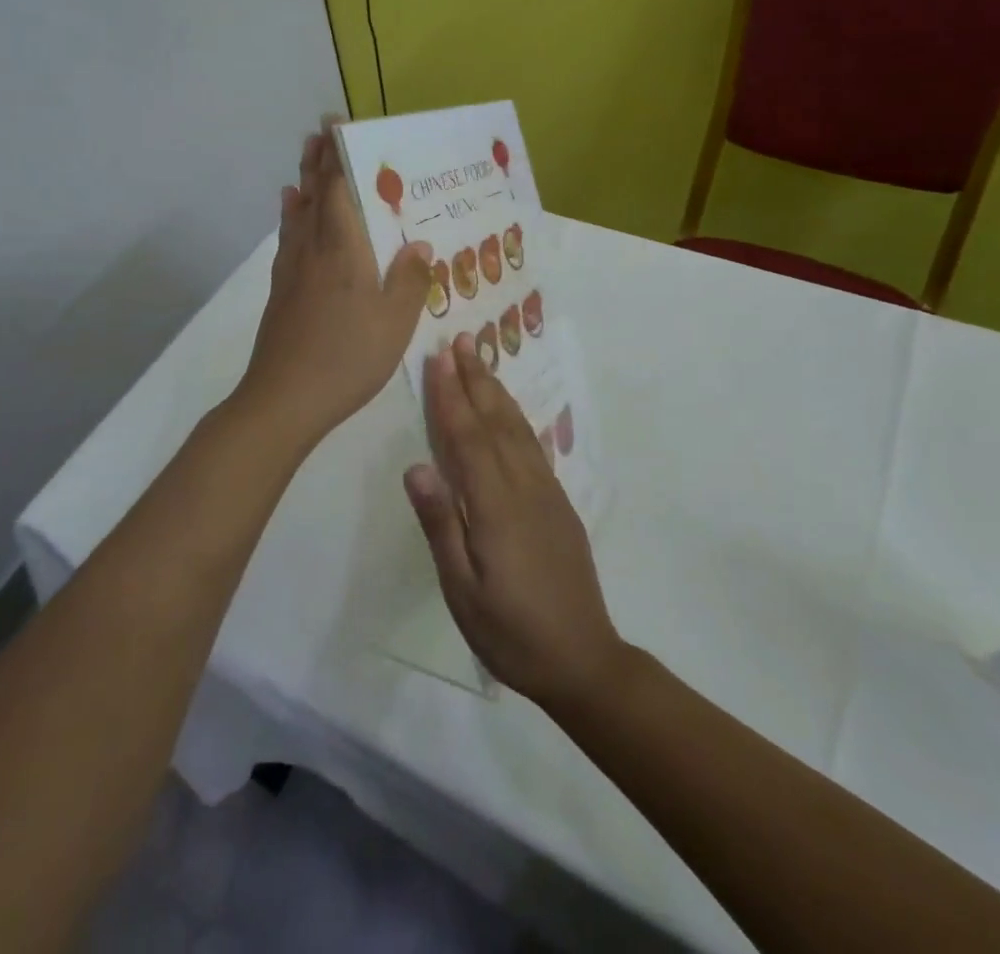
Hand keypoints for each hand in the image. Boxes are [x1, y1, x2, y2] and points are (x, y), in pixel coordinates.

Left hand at [238, 117, 429, 451]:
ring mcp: (291, 269)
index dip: (339, 154)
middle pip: (313, 193)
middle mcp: (313, 249)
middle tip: (320, 131)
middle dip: (318, 160)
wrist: (285, 398)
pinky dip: (290, 215)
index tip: (338, 124)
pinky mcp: (281, 290)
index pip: (339, 188)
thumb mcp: (395, 322)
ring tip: (308, 159)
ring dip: (303, 182)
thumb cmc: (348, 356)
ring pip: (297, 212)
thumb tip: (417, 245)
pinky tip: (292, 211)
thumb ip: (409, 280)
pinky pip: (288, 237)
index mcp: (344, 249)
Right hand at [404, 338, 626, 709]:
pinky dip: (516, 419)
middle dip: (475, 378)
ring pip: (517, 429)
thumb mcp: (462, 590)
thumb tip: (416, 466)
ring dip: (496, 391)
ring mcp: (546, 493)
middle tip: (460, 340)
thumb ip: (440, 525)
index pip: (467, 438)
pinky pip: (532, 447)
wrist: (583, 659)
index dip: (450, 396)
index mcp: (495, 506)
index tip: (438, 359)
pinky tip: (510, 412)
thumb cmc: (510, 632)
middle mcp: (524, 487)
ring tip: (481, 361)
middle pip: (495, 421)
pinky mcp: (558, 503)